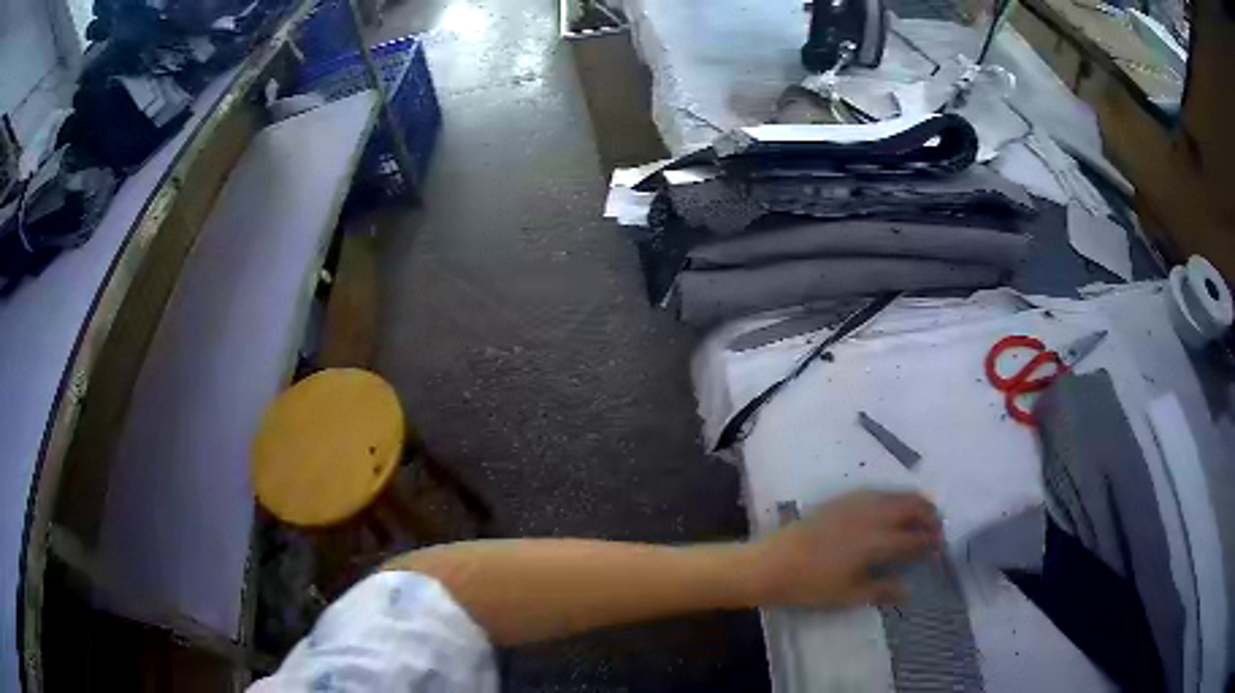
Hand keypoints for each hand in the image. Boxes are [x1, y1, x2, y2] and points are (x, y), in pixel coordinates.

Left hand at [747, 490, 940, 608]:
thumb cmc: (810, 584)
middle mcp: (872, 515)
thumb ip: (882, 590)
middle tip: (937, 528)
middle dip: (929, 514)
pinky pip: (878, 491)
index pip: (914, 537)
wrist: (771, 563)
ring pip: (896, 494)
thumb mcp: (848, 594)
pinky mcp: (841, 499)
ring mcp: (855, 503)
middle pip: (911, 506)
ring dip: (914, 502)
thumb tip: (909, 591)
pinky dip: (894, 496)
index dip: (930, 542)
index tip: (940, 549)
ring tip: (921, 515)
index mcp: (877, 540)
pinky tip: (891, 507)